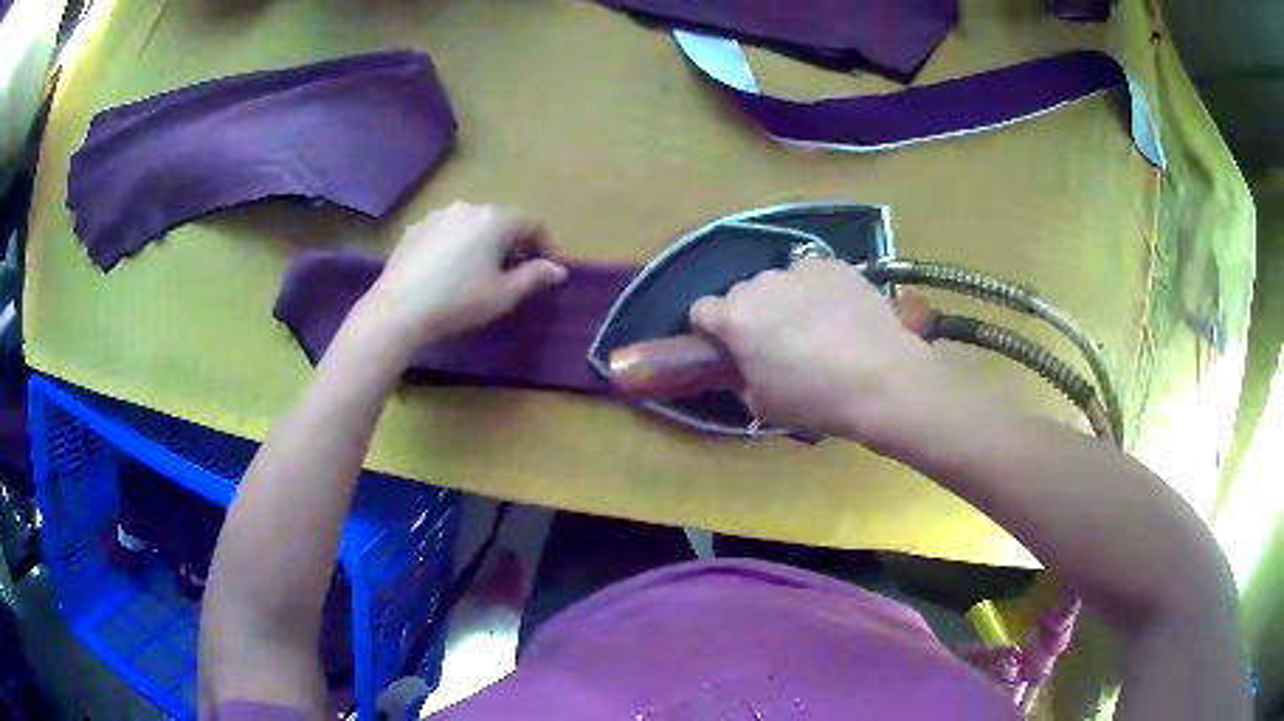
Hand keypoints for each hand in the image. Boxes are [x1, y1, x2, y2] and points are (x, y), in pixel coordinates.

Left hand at [365, 202, 567, 346]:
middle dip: (513, 243)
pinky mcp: (415, 228)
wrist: (399, 308)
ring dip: (483, 243)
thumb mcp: (504, 295)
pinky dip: (457, 245)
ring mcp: (438, 215)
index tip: (547, 269)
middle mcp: (468, 207)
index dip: (545, 245)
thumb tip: (557, 269)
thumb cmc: (459, 300)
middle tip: (514, 273)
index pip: (532, 223)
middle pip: (501, 220)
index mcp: (495, 219)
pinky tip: (449, 271)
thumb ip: (534, 277)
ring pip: (472, 224)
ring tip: (480, 271)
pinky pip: (447, 232)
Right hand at [689, 259, 947, 441]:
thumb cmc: (816, 399)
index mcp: (734, 318)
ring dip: (785, 301)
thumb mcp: (762, 405)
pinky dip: (817, 291)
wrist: (882, 379)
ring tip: (816, 329)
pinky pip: (812, 275)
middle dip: (751, 315)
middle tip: (777, 344)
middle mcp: (760, 283)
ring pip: (778, 283)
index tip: (730, 349)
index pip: (700, 310)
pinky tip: (839, 316)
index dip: (711, 331)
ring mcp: (799, 269)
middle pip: (741, 294)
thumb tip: (742, 364)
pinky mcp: (833, 264)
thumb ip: (739, 378)